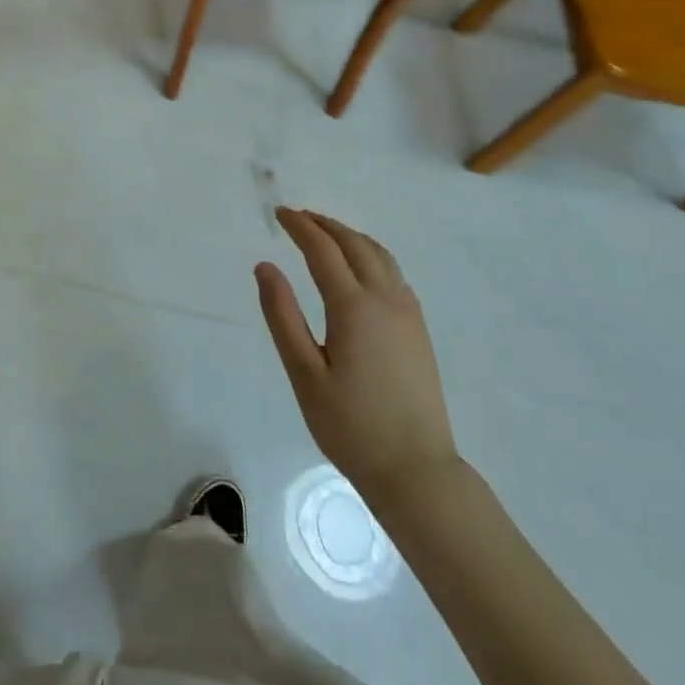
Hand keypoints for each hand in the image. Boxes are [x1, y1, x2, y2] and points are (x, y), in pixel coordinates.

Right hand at [256, 208, 458, 508]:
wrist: (416, 470)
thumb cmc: (350, 425)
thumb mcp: (303, 373)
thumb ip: (282, 315)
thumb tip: (265, 266)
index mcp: (354, 308)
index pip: (323, 250)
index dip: (300, 227)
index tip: (279, 214)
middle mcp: (385, 300)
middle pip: (355, 244)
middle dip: (325, 225)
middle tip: (297, 218)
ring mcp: (408, 314)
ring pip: (380, 255)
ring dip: (350, 236)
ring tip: (325, 234)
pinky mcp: (418, 330)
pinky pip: (394, 274)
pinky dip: (370, 255)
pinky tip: (358, 269)